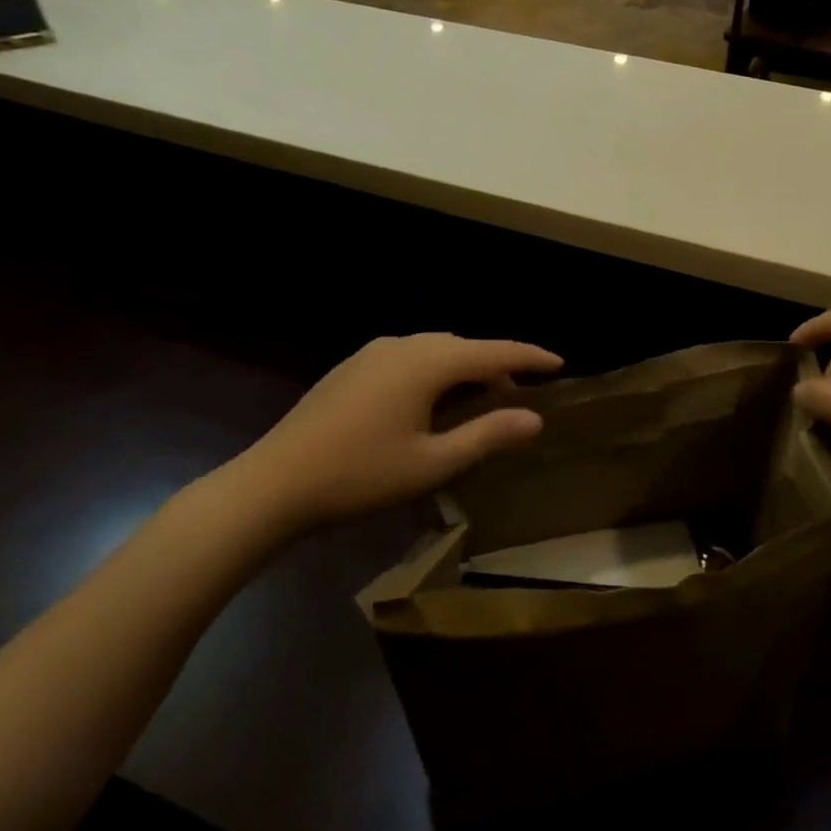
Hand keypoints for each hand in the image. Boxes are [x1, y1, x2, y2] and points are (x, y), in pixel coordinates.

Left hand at [229, 334, 561, 530]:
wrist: (272, 484)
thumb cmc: (360, 476)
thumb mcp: (432, 463)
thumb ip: (487, 435)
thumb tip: (535, 419)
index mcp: (428, 362)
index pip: (494, 351)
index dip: (529, 356)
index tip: (558, 363)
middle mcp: (403, 345)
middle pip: (464, 347)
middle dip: (496, 365)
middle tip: (520, 394)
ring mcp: (373, 353)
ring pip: (435, 350)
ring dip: (464, 368)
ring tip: (480, 399)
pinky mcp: (353, 367)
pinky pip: (409, 357)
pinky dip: (435, 371)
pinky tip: (431, 401)